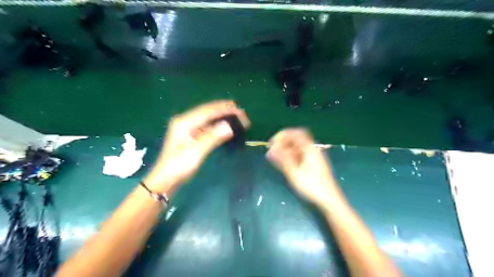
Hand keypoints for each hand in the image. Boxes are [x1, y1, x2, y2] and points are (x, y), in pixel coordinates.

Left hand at [145, 101, 248, 192]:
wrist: (166, 179)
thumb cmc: (179, 165)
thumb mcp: (197, 151)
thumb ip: (213, 137)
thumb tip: (229, 126)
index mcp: (185, 122)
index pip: (208, 111)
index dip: (225, 109)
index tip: (240, 111)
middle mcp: (185, 121)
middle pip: (208, 111)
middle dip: (224, 110)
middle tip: (241, 112)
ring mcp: (187, 128)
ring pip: (208, 118)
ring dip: (221, 116)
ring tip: (236, 115)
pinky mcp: (190, 135)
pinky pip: (206, 125)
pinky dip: (217, 124)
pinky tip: (224, 125)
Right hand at [267, 129, 344, 207]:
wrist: (329, 198)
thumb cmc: (312, 186)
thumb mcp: (294, 173)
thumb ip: (283, 159)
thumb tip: (271, 149)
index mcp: (310, 149)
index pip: (295, 133)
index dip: (282, 135)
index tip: (272, 142)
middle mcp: (312, 149)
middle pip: (297, 138)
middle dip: (283, 141)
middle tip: (273, 148)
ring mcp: (314, 156)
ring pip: (298, 146)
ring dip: (286, 148)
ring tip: (276, 156)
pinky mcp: (313, 162)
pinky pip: (300, 153)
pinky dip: (291, 154)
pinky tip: (285, 161)